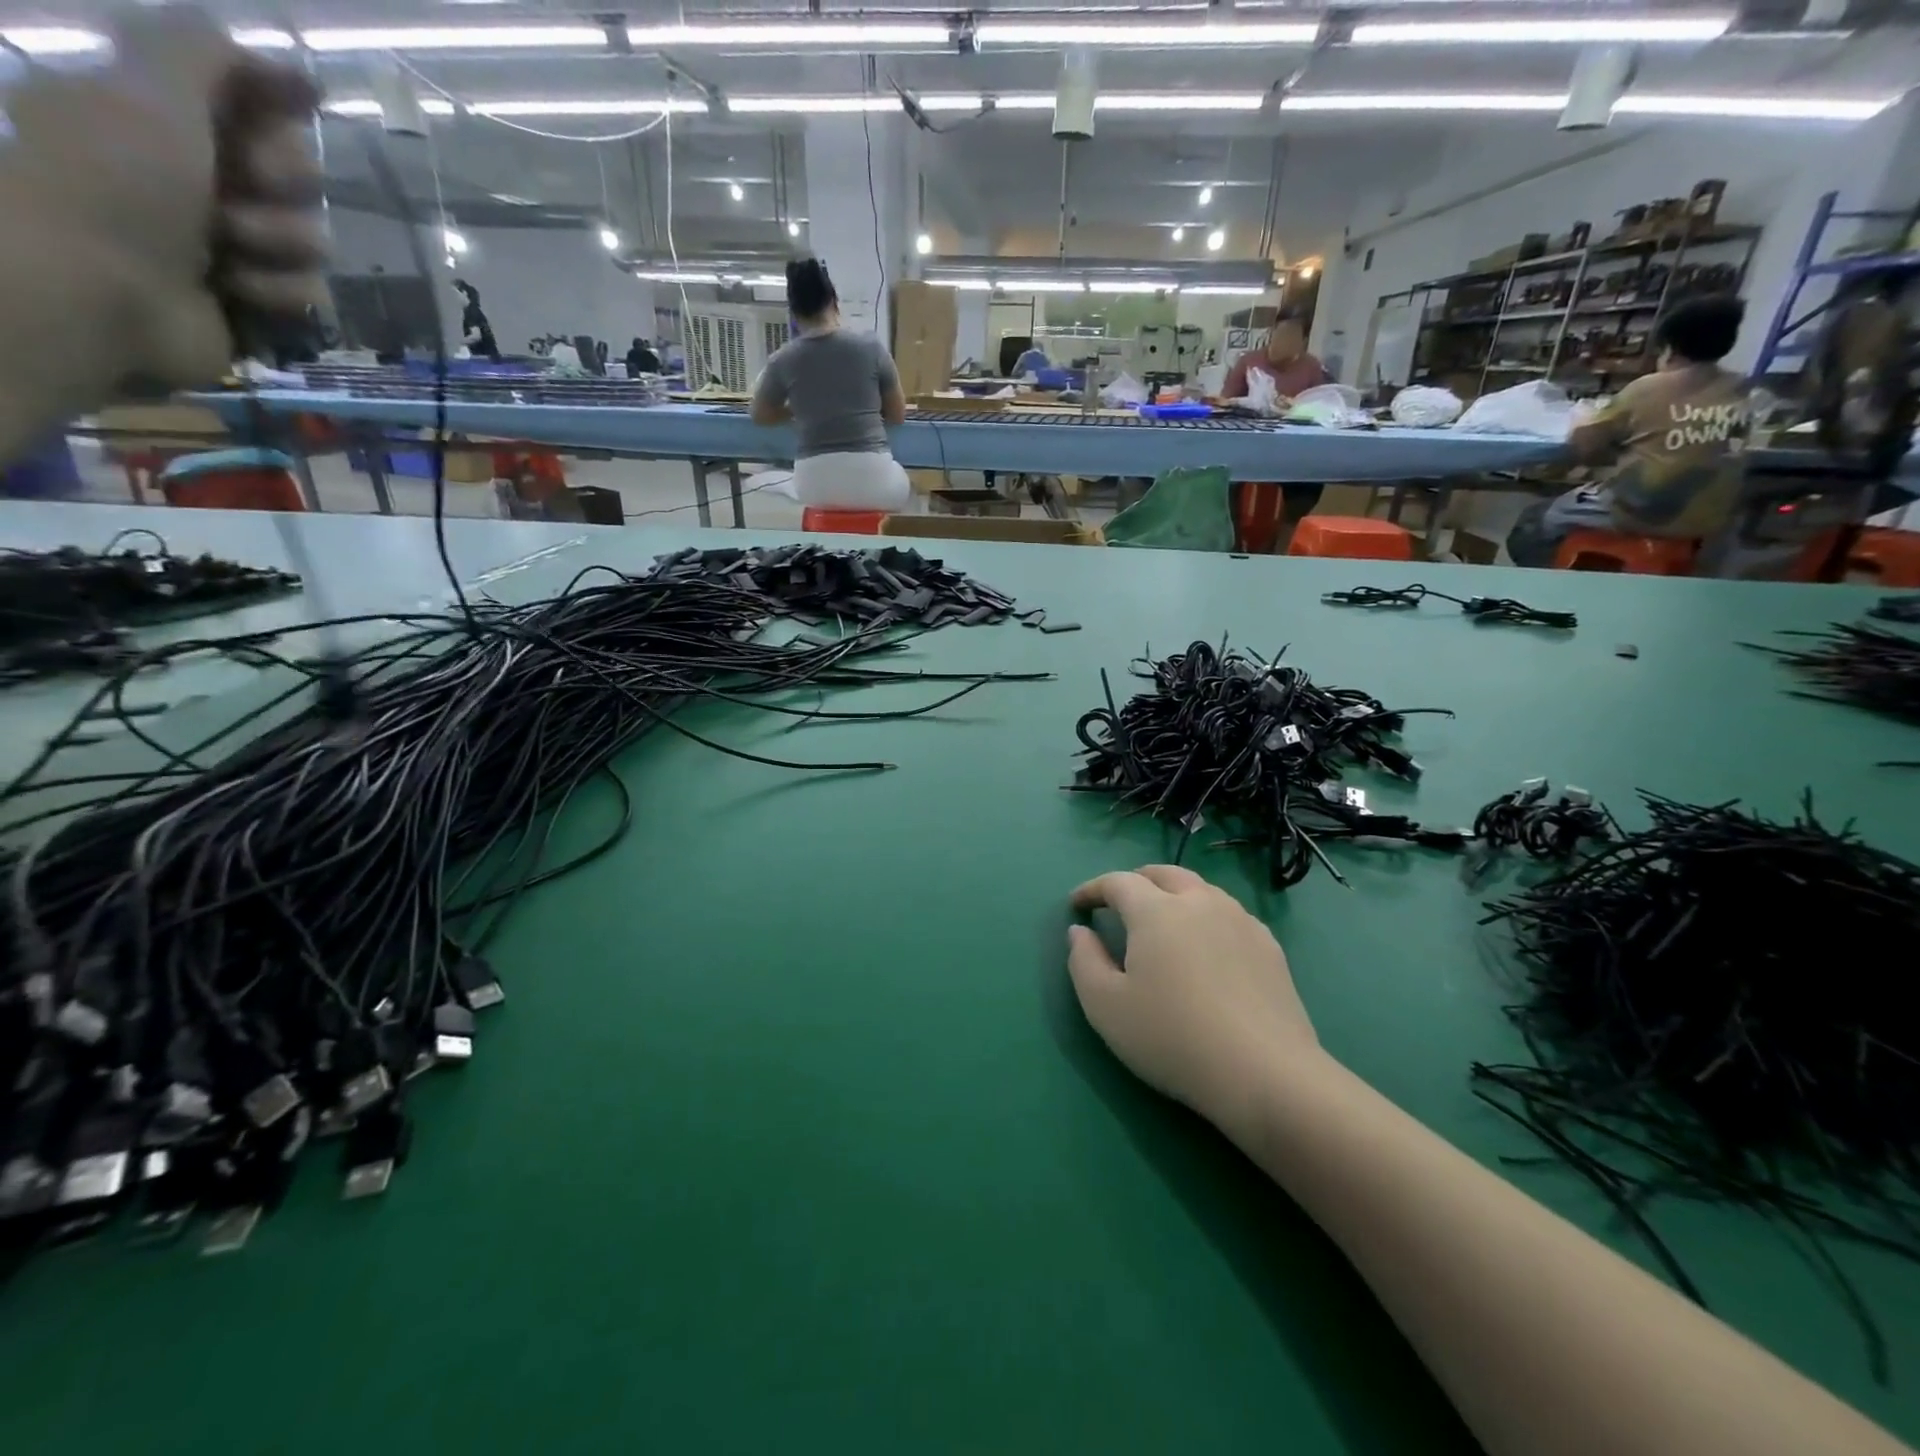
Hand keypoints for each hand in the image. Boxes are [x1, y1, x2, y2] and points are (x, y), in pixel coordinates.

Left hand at [0, 8, 323, 393]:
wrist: (98, 290)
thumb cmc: (113, 180)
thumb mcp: (148, 87)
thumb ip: (200, 50)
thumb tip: (265, 50)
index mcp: (161, 115)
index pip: (250, 99)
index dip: (278, 100)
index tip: (305, 100)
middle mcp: (197, 176)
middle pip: (295, 174)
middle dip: (283, 183)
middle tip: (247, 186)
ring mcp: (229, 246)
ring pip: (309, 240)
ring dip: (279, 244)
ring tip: (231, 250)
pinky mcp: (256, 305)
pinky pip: (310, 295)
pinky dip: (281, 294)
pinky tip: (242, 293)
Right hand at [1067, 866, 1321, 1137]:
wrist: (1265, 1074)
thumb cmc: (1173, 1038)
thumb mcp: (1105, 1007)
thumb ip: (1084, 961)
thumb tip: (1080, 932)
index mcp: (1156, 911)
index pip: (1118, 882)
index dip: (1093, 889)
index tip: (1077, 905)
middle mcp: (1200, 903)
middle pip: (1164, 874)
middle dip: (1136, 881)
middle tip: (1119, 902)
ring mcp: (1240, 921)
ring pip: (1200, 890)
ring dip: (1173, 895)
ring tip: (1162, 921)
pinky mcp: (1269, 946)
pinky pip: (1228, 914)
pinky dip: (1205, 916)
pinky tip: (1205, 946)